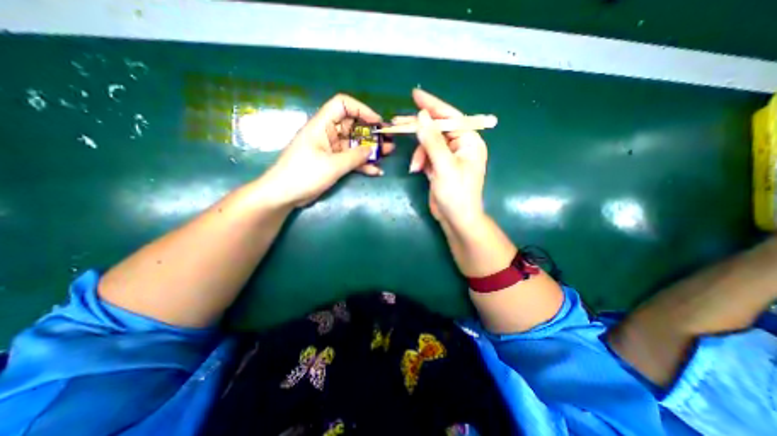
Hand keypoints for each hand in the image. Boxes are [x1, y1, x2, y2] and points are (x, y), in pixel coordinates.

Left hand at [260, 91, 395, 207]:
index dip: (361, 109)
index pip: (342, 105)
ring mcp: (330, 150)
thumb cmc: (304, 175)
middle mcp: (327, 134)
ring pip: (354, 144)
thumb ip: (354, 157)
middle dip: (371, 132)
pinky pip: (350, 160)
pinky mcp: (332, 163)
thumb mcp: (332, 165)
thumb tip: (371, 150)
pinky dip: (362, 164)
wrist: (284, 195)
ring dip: (370, 149)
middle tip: (388, 139)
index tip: (377, 122)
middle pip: (352, 126)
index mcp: (322, 125)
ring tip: (388, 153)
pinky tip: (376, 171)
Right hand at [397, 88, 486, 231]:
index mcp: (469, 141)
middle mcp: (460, 145)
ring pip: (429, 143)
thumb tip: (422, 116)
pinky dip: (420, 161)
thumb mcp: (444, 166)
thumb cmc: (456, 194)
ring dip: (419, 153)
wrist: (456, 219)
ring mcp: (449, 156)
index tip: (415, 95)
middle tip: (397, 122)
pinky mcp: (440, 166)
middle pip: (437, 129)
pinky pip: (427, 155)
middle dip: (419, 129)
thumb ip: (432, 141)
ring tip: (415, 167)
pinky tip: (417, 170)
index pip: (450, 117)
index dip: (433, 105)